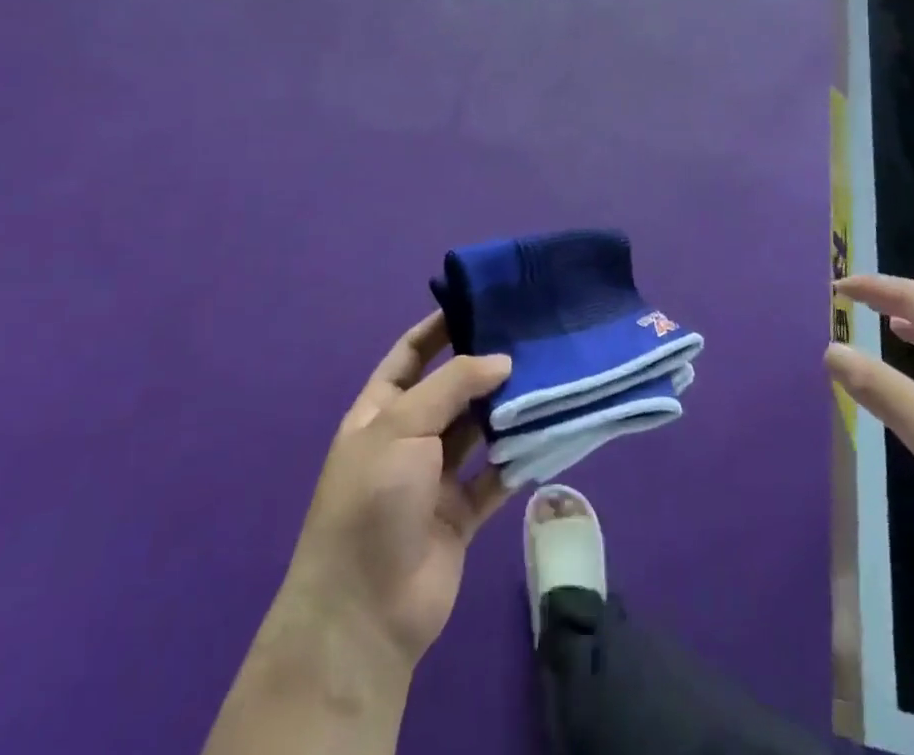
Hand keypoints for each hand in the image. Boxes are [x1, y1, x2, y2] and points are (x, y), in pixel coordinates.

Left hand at [264, 312, 513, 680]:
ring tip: (547, 375)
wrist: (365, 612)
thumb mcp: (402, 425)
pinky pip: (496, 475)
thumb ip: (453, 385)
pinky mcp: (461, 513)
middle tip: (530, 337)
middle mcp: (408, 438)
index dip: (439, 327)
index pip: (411, 355)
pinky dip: (518, 457)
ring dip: (505, 410)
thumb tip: (502, 360)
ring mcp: (435, 478)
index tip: (480, 302)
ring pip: (478, 431)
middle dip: (484, 366)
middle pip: (451, 390)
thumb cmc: (373, 500)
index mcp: (380, 412)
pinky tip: (548, 432)